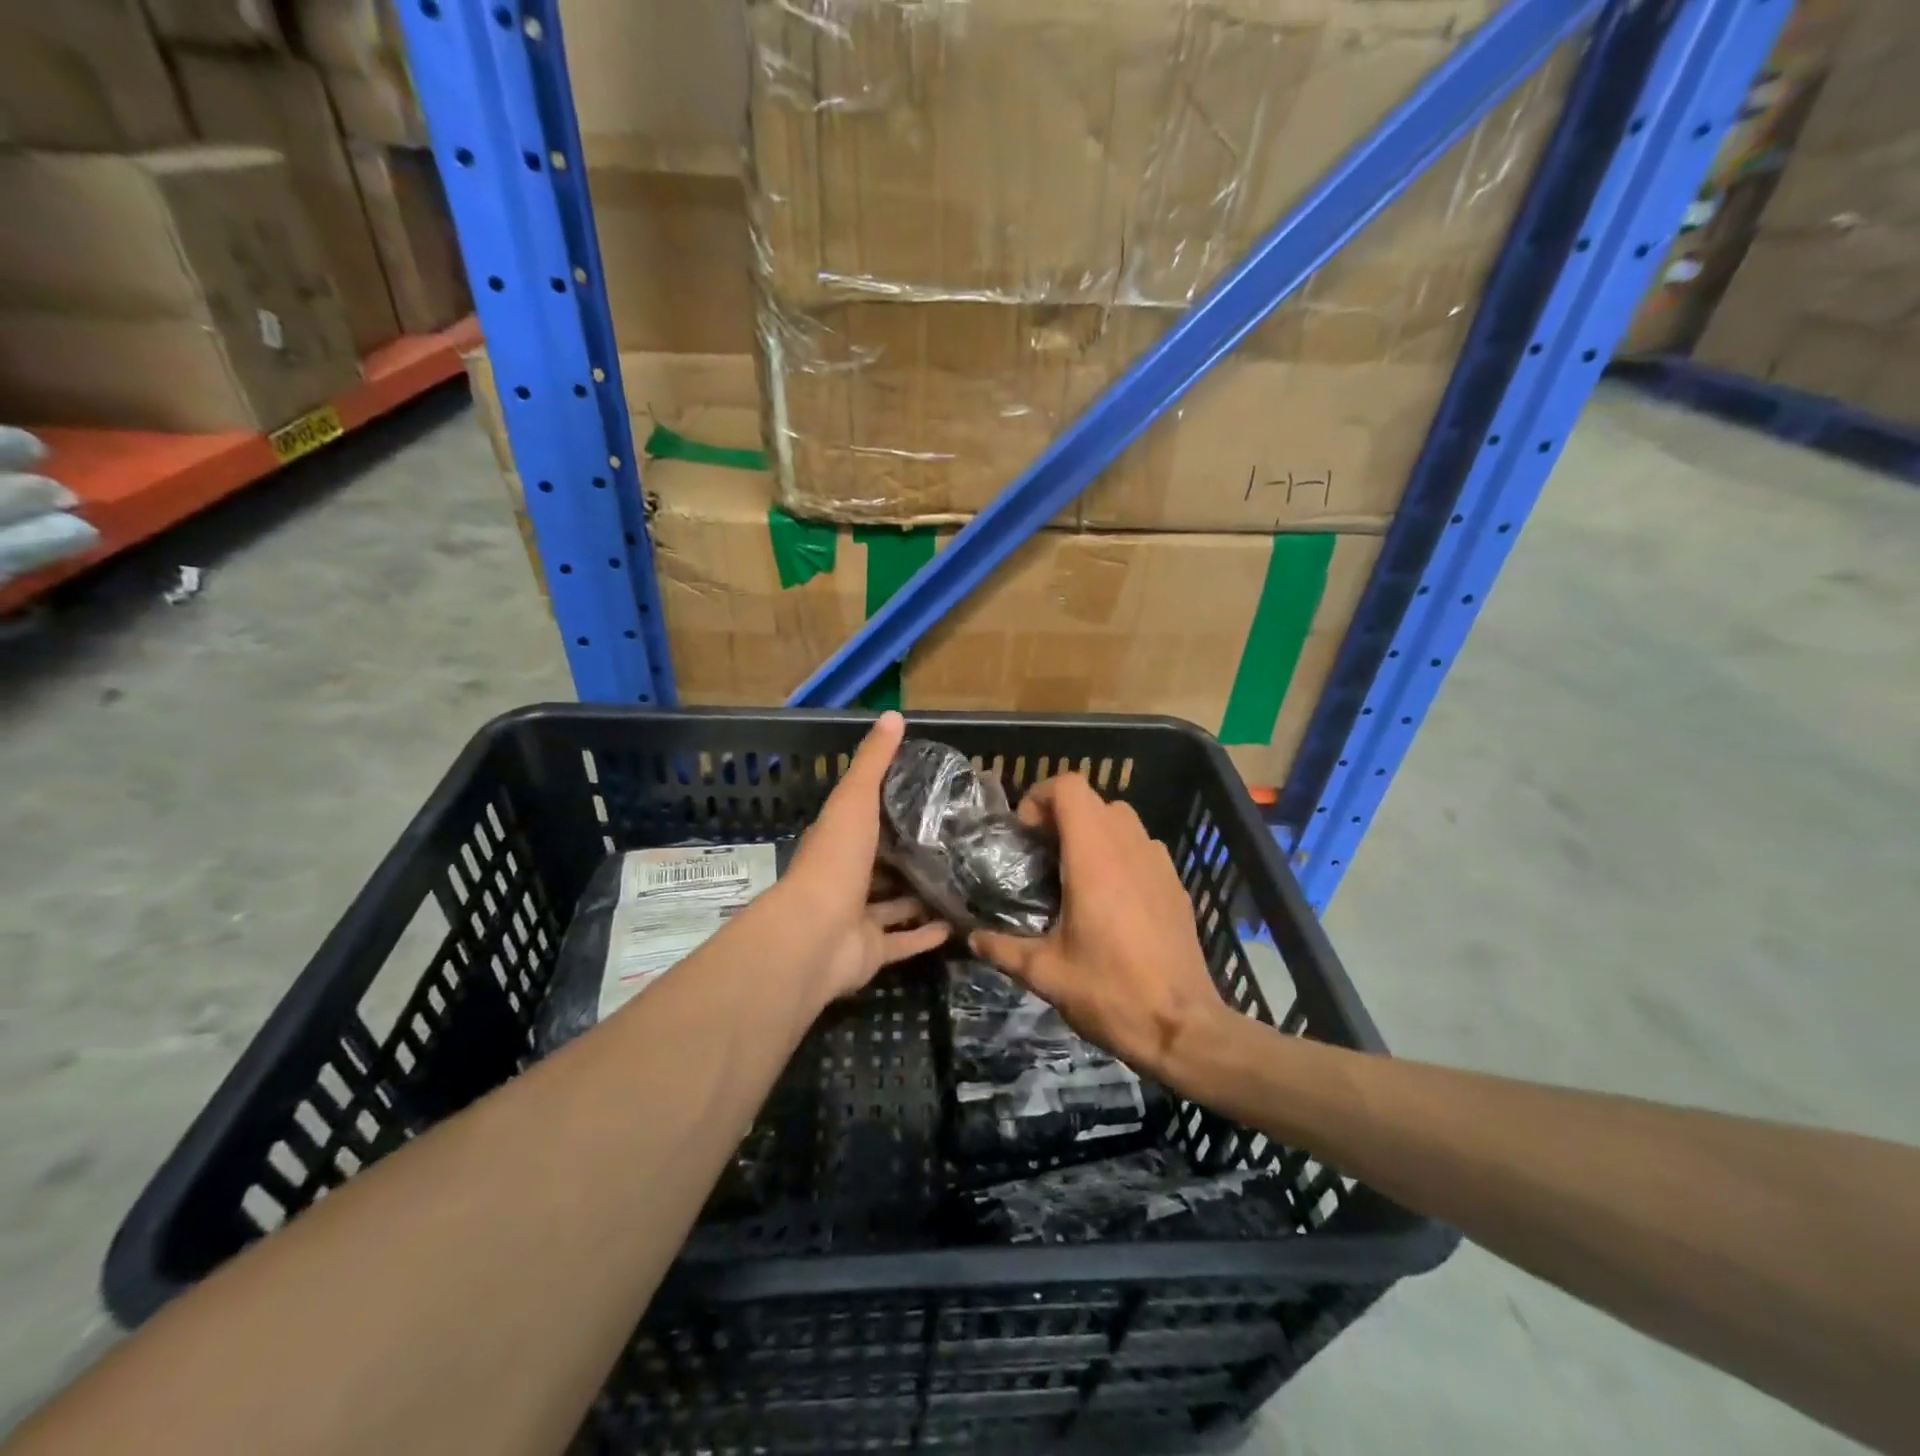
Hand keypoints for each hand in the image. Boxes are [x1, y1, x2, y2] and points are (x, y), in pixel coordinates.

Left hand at [773, 711, 951, 1002]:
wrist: (815, 935)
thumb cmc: (835, 860)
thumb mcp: (855, 799)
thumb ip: (873, 762)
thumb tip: (893, 715)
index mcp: (839, 842)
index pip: (866, 820)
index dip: (891, 809)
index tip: (929, 798)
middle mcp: (846, 879)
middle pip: (882, 865)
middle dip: (909, 856)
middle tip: (954, 843)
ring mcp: (857, 919)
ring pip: (893, 906)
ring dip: (920, 897)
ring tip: (961, 882)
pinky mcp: (872, 952)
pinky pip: (903, 943)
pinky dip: (925, 936)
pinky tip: (955, 926)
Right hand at [970, 774, 1230, 1080]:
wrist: (1182, 1027)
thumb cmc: (1109, 992)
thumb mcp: (1045, 974)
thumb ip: (1002, 949)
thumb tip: (971, 938)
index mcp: (1094, 857)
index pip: (1069, 787)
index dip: (1040, 797)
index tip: (1025, 834)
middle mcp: (1129, 847)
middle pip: (1094, 801)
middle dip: (1062, 816)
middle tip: (1041, 855)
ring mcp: (1159, 863)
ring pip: (1122, 821)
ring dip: (1093, 832)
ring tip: (1074, 874)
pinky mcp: (1176, 884)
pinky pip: (1142, 847)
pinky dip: (1119, 853)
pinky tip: (1110, 899)